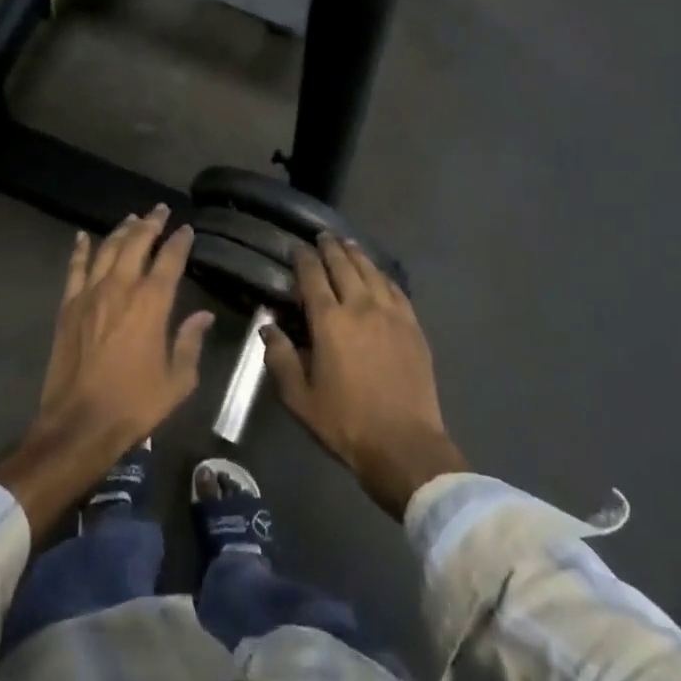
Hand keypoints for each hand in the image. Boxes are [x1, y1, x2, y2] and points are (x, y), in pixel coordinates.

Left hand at [0, 206, 211, 536]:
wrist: (79, 423)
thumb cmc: (135, 405)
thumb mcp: (177, 380)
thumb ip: (190, 343)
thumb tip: (203, 316)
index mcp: (152, 304)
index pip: (170, 259)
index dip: (179, 241)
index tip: (186, 229)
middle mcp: (121, 288)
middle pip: (137, 243)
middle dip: (151, 223)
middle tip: (159, 210)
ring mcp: (90, 294)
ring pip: (108, 249)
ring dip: (121, 230)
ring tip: (132, 217)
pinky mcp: (68, 306)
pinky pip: (75, 269)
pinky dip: (80, 249)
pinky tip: (84, 236)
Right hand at [264, 235, 466, 518]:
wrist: (404, 444)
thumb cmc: (345, 422)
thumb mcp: (299, 397)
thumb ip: (280, 358)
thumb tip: (268, 327)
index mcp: (330, 321)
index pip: (313, 277)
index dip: (304, 259)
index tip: (297, 248)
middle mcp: (361, 307)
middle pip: (345, 266)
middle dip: (332, 248)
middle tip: (323, 236)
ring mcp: (391, 315)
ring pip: (372, 272)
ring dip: (357, 255)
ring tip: (348, 244)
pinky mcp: (413, 327)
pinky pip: (397, 290)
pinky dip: (384, 276)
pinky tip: (379, 274)